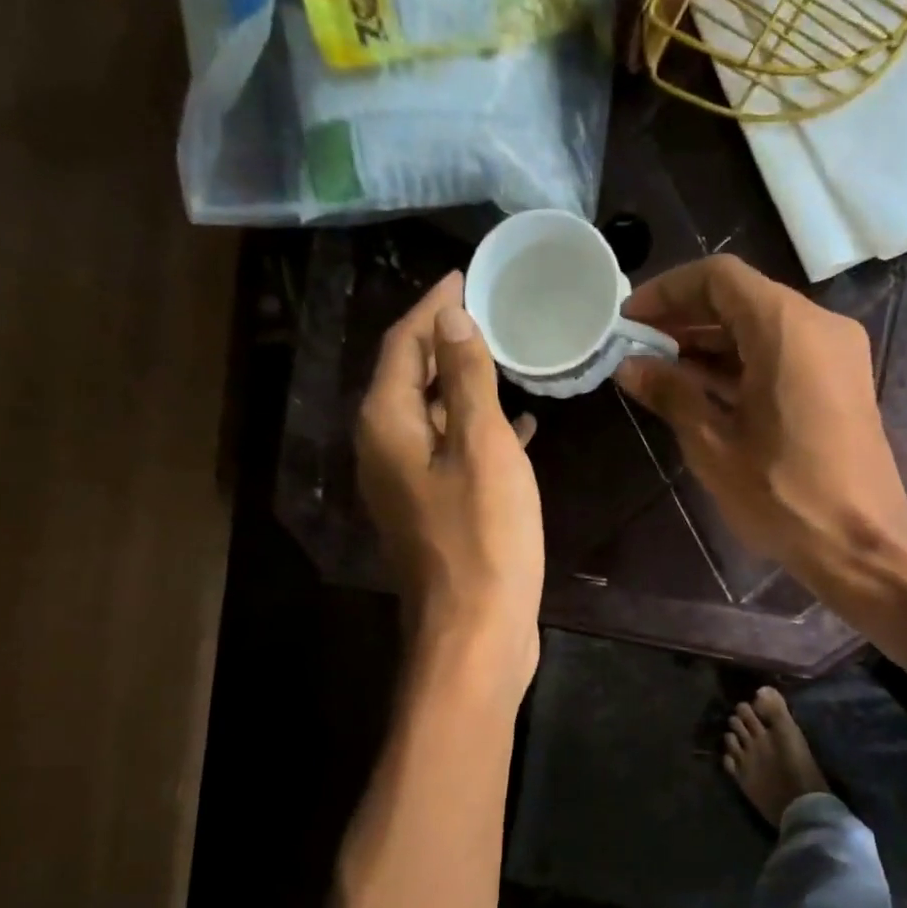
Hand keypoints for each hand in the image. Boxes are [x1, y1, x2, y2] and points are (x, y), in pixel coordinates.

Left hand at [356, 273, 542, 688]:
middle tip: (492, 312)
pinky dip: (480, 433)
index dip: (433, 306)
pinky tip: (521, 427)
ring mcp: (408, 486)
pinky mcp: (435, 513)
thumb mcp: (482, 447)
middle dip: (448, 342)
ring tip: (509, 360)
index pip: (404, 344)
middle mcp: (385, 450)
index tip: (465, 275)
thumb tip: (452, 317)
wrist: (476, 632)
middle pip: (412, 378)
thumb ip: (467, 379)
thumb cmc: (484, 537)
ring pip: (435, 417)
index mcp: (387, 425)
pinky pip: (453, 454)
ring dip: (467, 388)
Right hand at [615, 255, 906, 592]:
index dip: (667, 292)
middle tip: (639, 348)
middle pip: (742, 299)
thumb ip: (671, 394)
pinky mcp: (842, 383)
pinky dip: (743, 364)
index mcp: (786, 328)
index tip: (629, 320)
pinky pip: (785, 354)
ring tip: (663, 371)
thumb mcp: (714, 446)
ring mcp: (836, 354)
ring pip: (763, 327)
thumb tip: (630, 366)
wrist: (860, 545)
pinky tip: (705, 391)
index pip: (718, 278)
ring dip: (713, 344)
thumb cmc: (783, 496)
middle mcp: (819, 325)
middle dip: (687, 319)